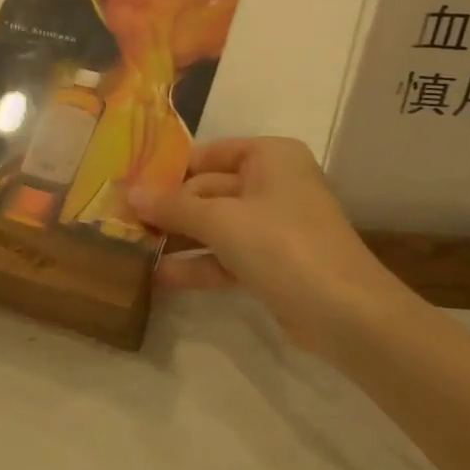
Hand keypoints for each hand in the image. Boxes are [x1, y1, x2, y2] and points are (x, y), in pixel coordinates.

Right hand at [129, 137, 408, 357]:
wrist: (346, 314)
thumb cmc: (283, 245)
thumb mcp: (222, 221)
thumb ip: (174, 207)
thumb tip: (129, 193)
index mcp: (270, 157)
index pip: (209, 154)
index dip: (170, 170)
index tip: (129, 185)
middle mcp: (273, 184)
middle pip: (210, 190)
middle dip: (170, 209)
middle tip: (123, 221)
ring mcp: (274, 226)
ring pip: (217, 225)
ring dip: (180, 238)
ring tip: (132, 248)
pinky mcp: (273, 264)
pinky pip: (227, 256)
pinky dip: (199, 265)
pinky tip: (160, 277)